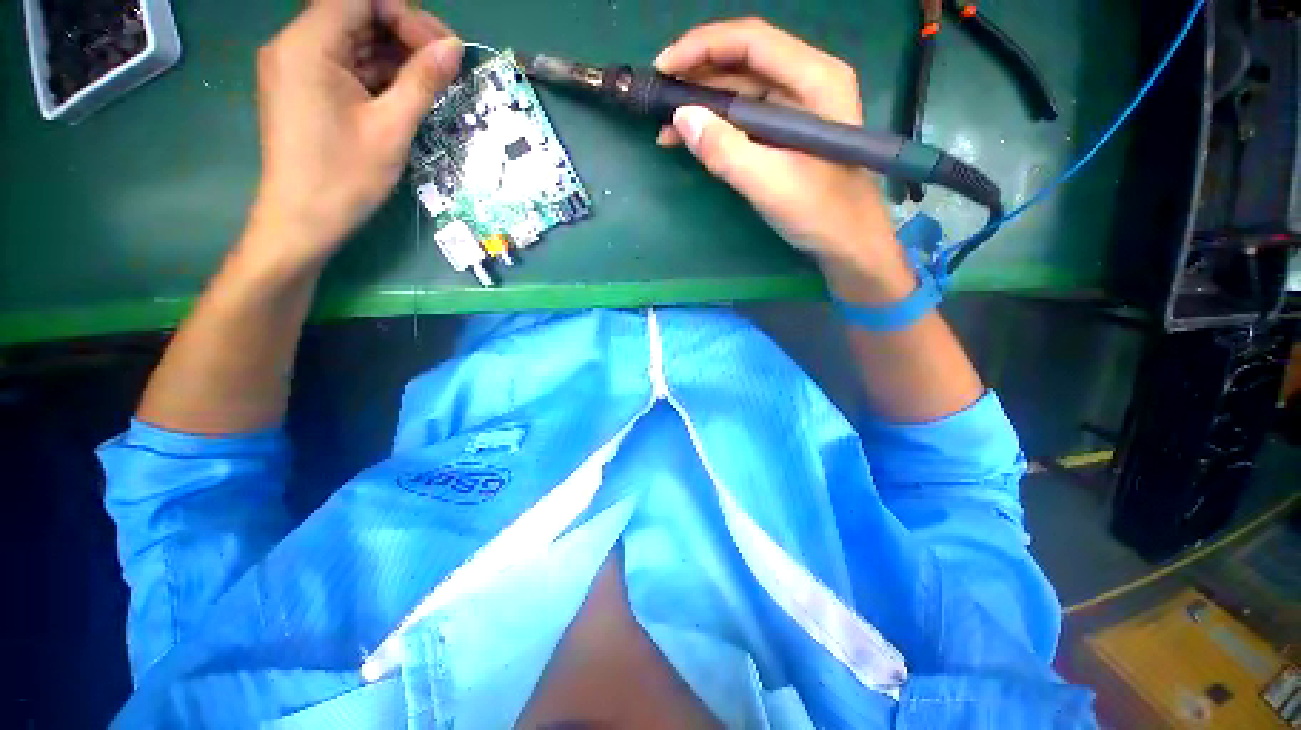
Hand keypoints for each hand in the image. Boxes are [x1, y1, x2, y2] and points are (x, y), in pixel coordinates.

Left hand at [247, 0, 462, 270]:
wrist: (303, 221)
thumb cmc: (345, 176)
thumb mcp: (391, 127)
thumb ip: (422, 81)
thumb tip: (454, 48)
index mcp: (308, 44)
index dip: (405, 15)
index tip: (440, 50)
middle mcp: (295, 45)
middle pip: (356, 16)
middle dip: (403, 34)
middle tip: (444, 67)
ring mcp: (297, 68)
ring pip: (353, 42)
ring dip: (394, 57)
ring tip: (432, 84)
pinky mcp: (303, 89)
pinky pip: (345, 66)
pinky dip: (377, 75)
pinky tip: (405, 94)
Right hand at [655, 20, 907, 285]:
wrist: (848, 243)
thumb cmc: (820, 212)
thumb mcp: (770, 183)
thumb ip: (725, 150)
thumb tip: (680, 117)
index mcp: (815, 79)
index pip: (751, 42)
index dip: (702, 47)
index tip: (663, 67)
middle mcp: (806, 82)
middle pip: (744, 61)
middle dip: (697, 77)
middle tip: (658, 99)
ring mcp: (796, 108)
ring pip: (740, 90)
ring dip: (702, 105)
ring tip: (666, 127)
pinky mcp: (785, 134)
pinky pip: (744, 118)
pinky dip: (716, 126)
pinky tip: (691, 140)